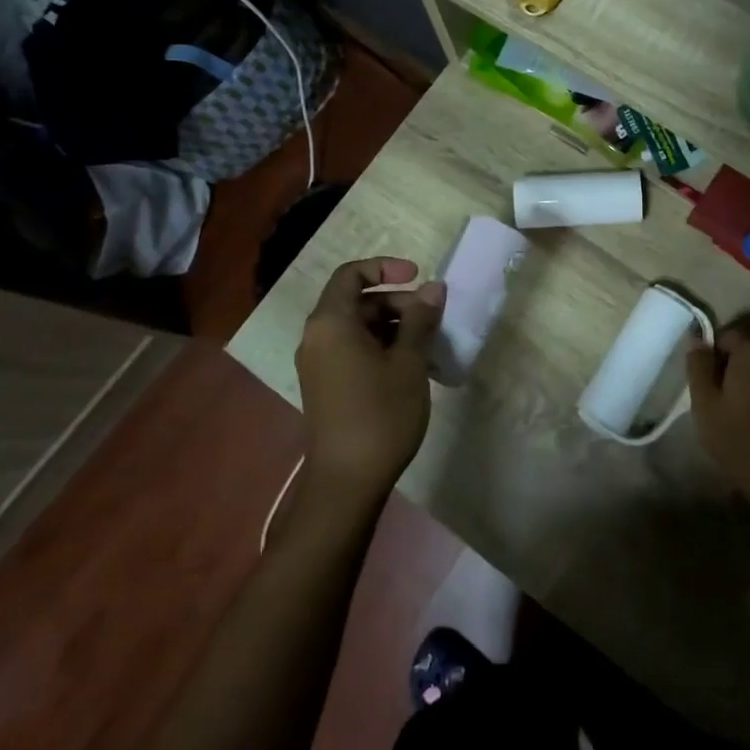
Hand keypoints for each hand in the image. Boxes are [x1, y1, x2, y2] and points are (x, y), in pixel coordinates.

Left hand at [295, 258, 444, 501]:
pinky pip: (353, 351)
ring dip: (393, 328)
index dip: (385, 267)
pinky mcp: (326, 386)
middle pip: (357, 302)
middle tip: (432, 320)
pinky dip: (382, 349)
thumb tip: (433, 288)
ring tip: (429, 347)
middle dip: (397, 303)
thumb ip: (419, 319)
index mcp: (331, 323)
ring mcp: (319, 364)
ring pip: (358, 329)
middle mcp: (317, 338)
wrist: (347, 482)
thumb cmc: (380, 414)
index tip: (418, 277)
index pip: (351, 274)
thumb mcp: (408, 362)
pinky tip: (412, 369)